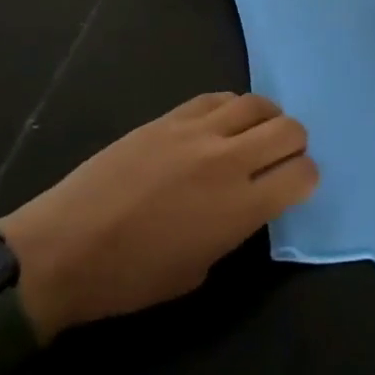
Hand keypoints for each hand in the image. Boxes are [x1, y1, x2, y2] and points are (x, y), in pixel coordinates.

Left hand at [0, 93, 317, 340]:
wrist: (66, 246)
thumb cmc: (131, 277)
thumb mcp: (199, 270)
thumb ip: (235, 230)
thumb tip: (247, 203)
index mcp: (239, 208)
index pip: (302, 174)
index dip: (307, 179)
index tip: (297, 186)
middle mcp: (227, 160)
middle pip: (289, 129)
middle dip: (295, 144)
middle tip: (281, 158)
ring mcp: (196, 131)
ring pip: (256, 103)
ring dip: (266, 119)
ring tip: (255, 135)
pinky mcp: (168, 116)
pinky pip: (216, 97)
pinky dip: (230, 108)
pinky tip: (222, 124)